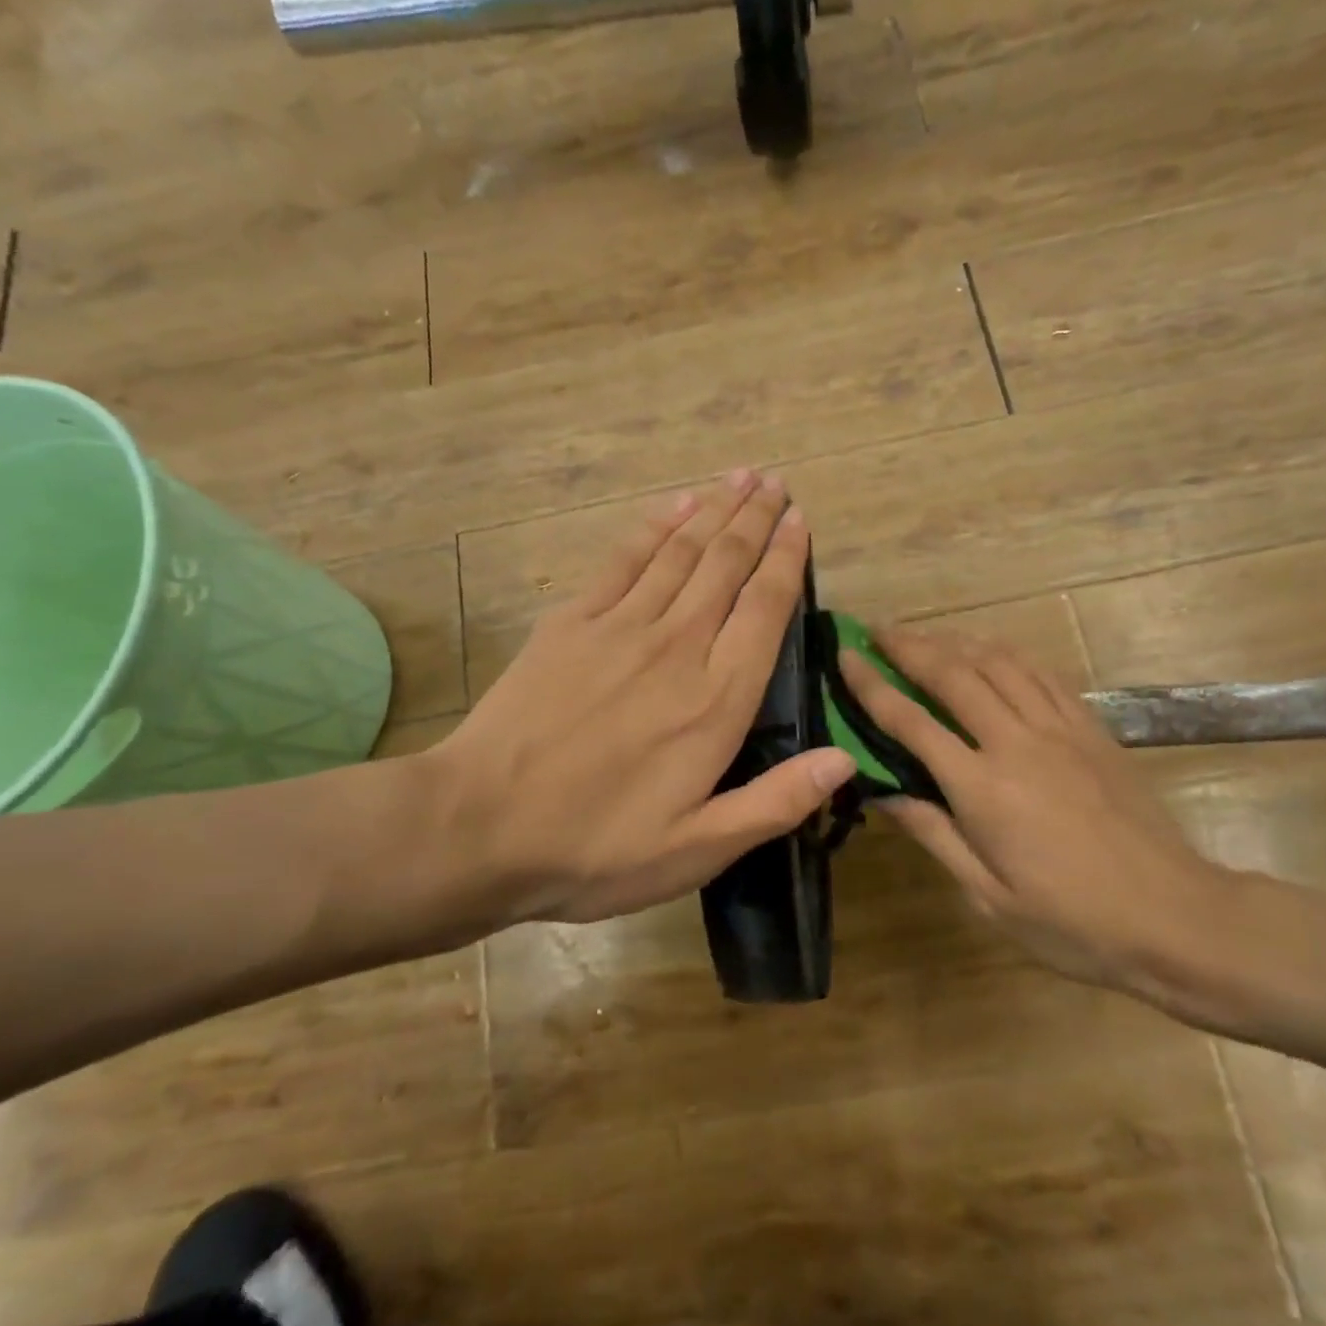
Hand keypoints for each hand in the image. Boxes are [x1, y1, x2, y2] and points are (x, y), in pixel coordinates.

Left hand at [427, 471, 856, 926]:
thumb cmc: (596, 847)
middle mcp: (677, 647)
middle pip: (726, 566)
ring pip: (682, 552)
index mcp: (716, 701)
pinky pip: (625, 559)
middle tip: (778, 483)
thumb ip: (777, 801)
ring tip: (742, 476)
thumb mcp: (698, 848)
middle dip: (757, 519)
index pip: (765, 611)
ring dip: (716, 509)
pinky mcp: (572, 622)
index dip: (787, 561)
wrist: (480, 827)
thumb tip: (846, 760)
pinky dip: (655, 527)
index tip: (801, 523)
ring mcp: (620, 627)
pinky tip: (676, 505)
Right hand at [840, 628, 1233, 1005]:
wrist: (1176, 917)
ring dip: (954, 640)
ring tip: (926, 636)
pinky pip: (1040, 674)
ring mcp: (1059, 729)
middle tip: (877, 631)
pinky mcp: (1091, 727)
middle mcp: (1016, 743)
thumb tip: (880, 790)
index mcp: (983, 788)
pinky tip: (990, 652)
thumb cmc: (1072, 921)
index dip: (870, 685)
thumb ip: (932, 833)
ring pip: (997, 662)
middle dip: (908, 645)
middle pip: (952, 674)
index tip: (844, 656)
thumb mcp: (988, 895)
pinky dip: (1006, 654)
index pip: (910, 721)